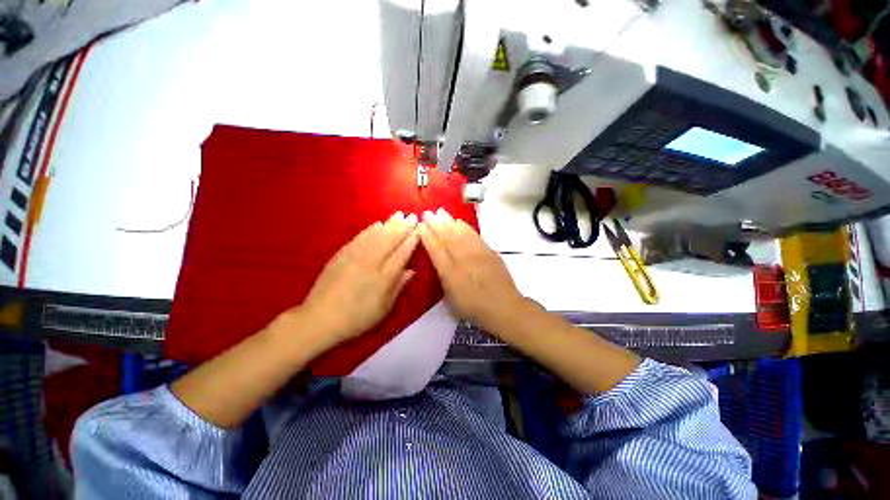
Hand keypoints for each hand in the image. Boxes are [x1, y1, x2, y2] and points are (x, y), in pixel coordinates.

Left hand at [298, 212, 418, 345]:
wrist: (320, 318)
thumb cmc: (357, 317)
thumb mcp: (383, 308)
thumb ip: (398, 287)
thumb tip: (411, 270)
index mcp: (384, 277)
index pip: (402, 254)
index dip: (411, 241)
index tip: (419, 230)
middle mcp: (372, 262)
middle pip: (391, 240)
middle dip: (403, 227)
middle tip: (413, 216)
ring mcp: (355, 256)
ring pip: (376, 235)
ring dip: (389, 224)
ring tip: (399, 214)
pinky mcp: (342, 254)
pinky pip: (360, 237)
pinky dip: (370, 229)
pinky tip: (377, 223)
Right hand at [417, 208, 527, 335]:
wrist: (503, 306)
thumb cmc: (474, 307)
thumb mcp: (451, 298)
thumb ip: (443, 277)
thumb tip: (439, 261)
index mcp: (449, 272)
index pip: (435, 249)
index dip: (426, 236)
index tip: (420, 225)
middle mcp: (461, 259)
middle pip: (446, 237)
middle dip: (435, 223)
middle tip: (427, 213)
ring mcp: (476, 253)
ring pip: (459, 232)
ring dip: (448, 220)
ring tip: (440, 212)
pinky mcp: (488, 250)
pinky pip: (474, 234)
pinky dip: (464, 226)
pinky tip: (459, 221)